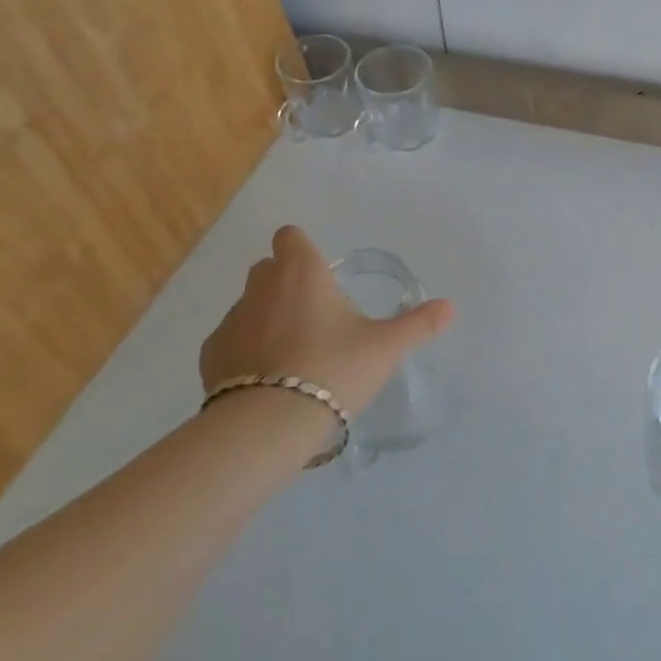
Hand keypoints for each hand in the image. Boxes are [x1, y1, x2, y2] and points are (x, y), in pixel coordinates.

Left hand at [200, 226, 453, 414]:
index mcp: (301, 272)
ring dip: (266, 319)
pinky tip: (266, 382)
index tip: (321, 277)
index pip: (290, 236)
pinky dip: (245, 352)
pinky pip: (230, 341)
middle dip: (287, 284)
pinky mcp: (210, 354)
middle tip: (316, 319)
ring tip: (292, 357)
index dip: (303, 250)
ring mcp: (231, 319)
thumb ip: (418, 324)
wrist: (270, 424)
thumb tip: (450, 306)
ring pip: (250, 306)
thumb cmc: (334, 369)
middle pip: (269, 269)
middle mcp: (261, 286)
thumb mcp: (385, 348)